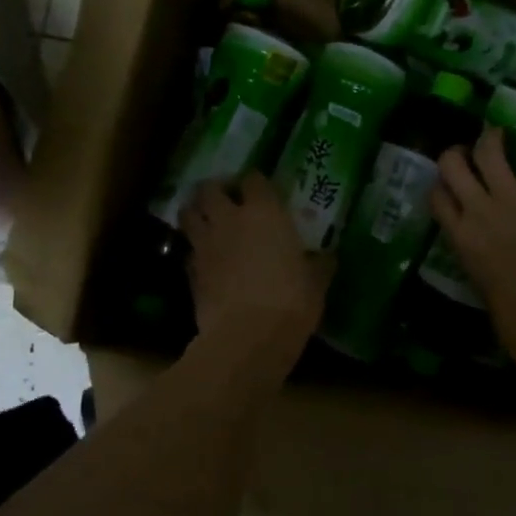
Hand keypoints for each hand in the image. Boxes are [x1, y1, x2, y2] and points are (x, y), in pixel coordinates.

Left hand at [181, 171, 331, 355]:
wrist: (247, 337)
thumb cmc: (290, 302)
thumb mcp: (316, 283)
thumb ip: (319, 264)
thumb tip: (327, 256)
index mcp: (265, 212)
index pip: (253, 179)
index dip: (255, 182)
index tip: (261, 190)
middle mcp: (230, 219)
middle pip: (210, 188)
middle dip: (216, 189)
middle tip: (226, 200)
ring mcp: (205, 243)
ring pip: (188, 213)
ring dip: (196, 212)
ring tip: (207, 220)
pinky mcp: (190, 270)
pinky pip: (188, 249)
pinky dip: (193, 249)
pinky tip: (205, 258)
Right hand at [430, 108, 515, 375]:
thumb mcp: (484, 289)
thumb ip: (480, 260)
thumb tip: (486, 255)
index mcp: (461, 239)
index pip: (438, 198)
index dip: (441, 185)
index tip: (447, 181)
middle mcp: (480, 212)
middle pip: (454, 167)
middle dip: (457, 153)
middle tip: (468, 150)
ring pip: (492, 154)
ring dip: (491, 138)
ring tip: (496, 133)